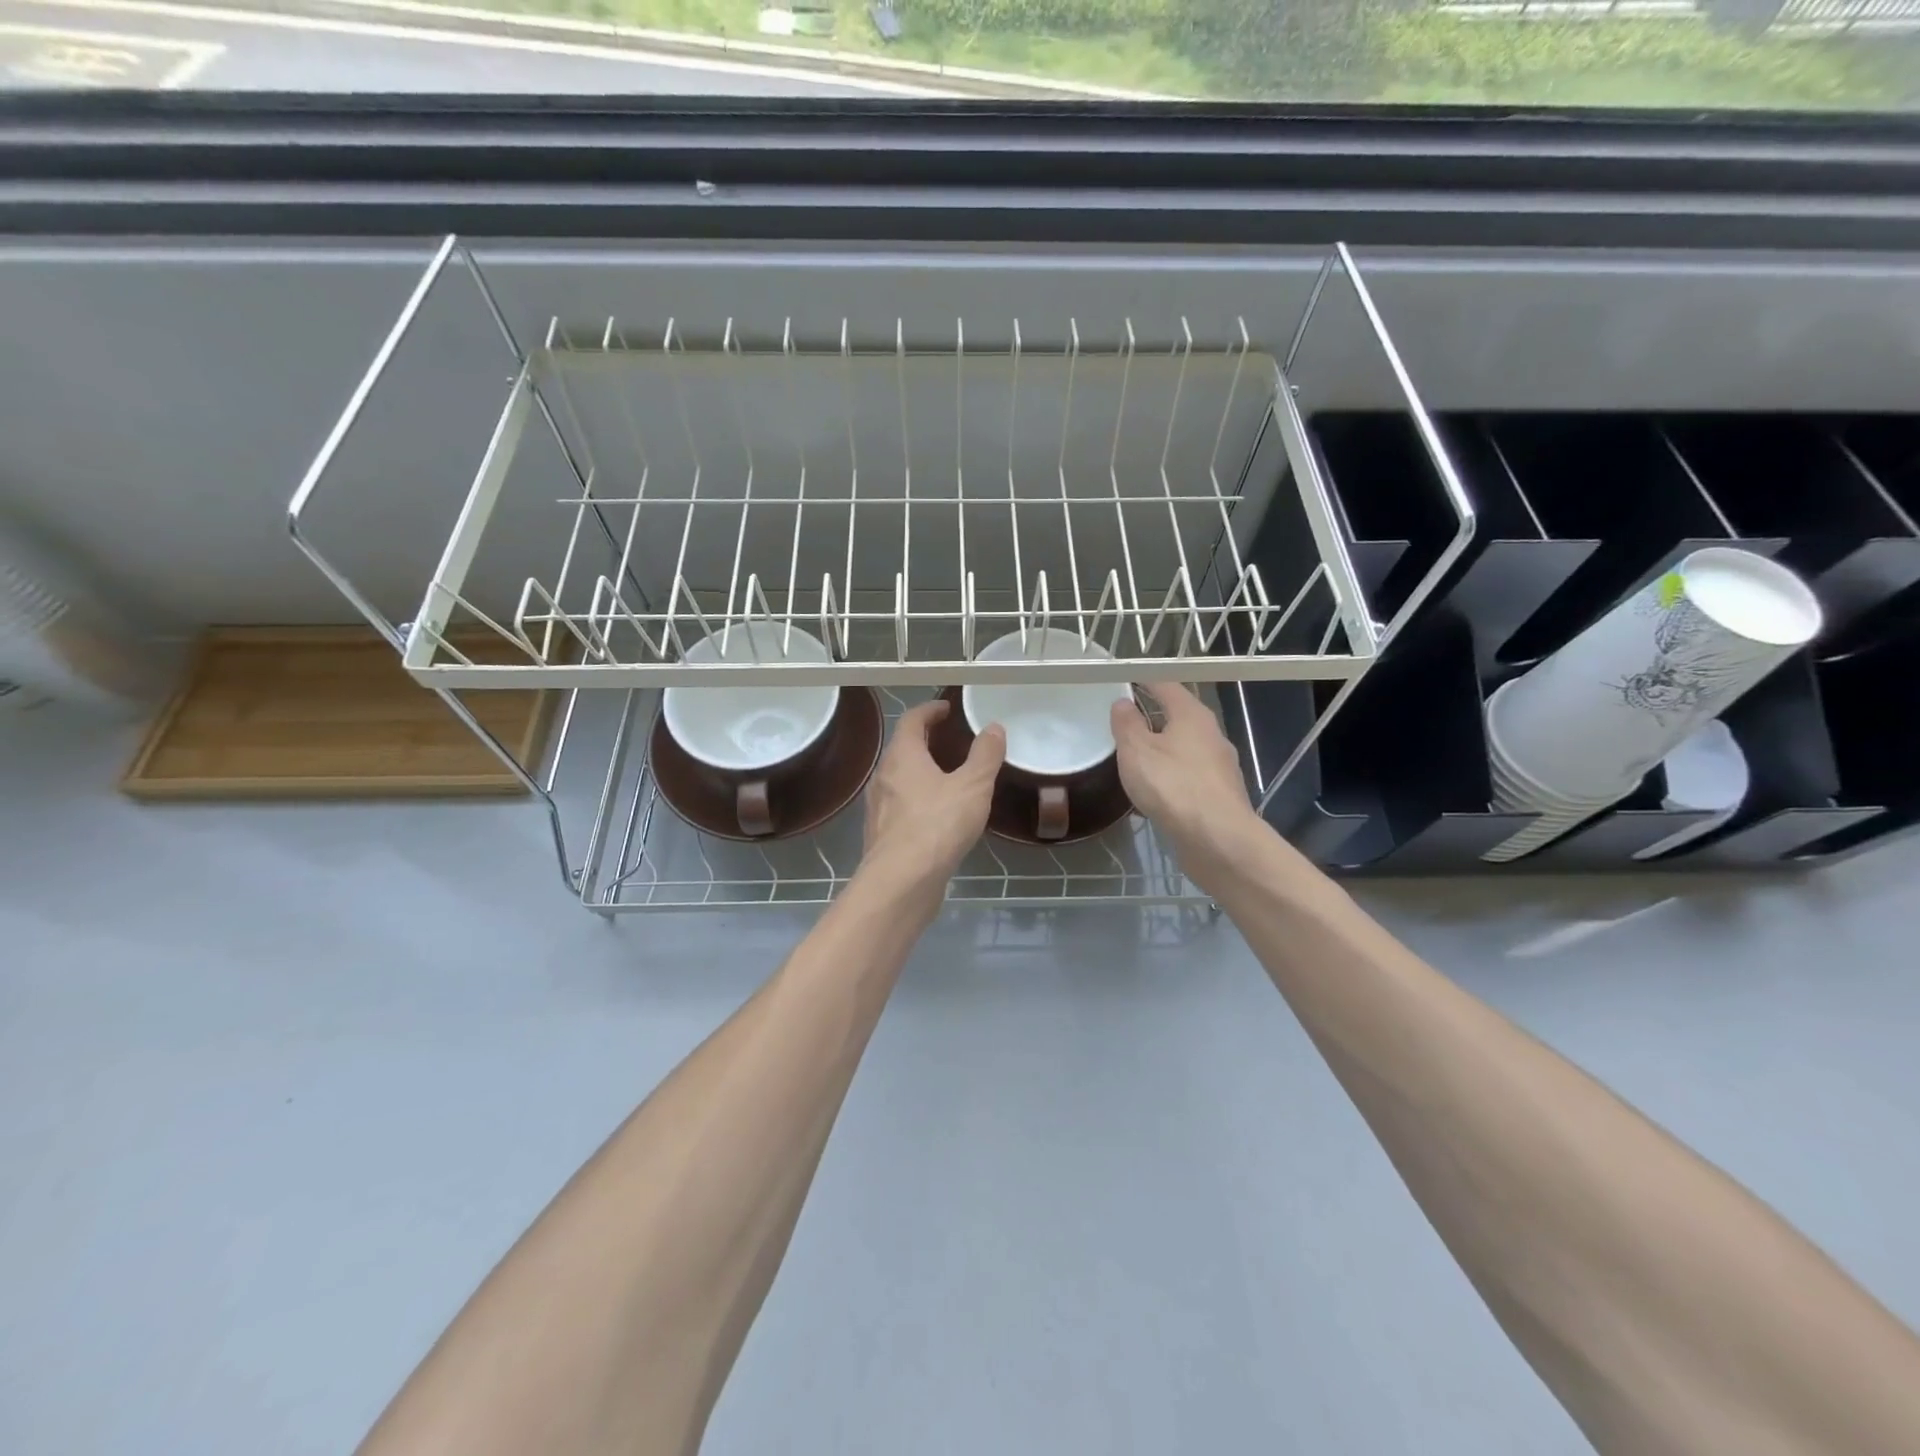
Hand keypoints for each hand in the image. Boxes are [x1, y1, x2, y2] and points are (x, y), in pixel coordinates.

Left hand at [862, 698, 1005, 894]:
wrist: (901, 882)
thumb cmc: (937, 825)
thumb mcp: (972, 786)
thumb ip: (985, 755)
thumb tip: (994, 727)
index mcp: (902, 756)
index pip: (911, 720)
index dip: (929, 711)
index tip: (946, 709)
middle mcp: (884, 776)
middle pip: (902, 748)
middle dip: (925, 740)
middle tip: (949, 739)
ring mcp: (879, 807)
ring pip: (899, 779)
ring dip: (920, 771)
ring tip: (947, 776)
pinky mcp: (882, 835)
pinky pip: (901, 806)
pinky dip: (917, 799)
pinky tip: (937, 815)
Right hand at [1110, 682, 1266, 889]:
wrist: (1217, 839)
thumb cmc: (1173, 786)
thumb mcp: (1136, 751)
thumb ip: (1127, 724)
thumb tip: (1123, 703)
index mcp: (1192, 715)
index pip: (1166, 685)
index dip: (1144, 681)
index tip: (1124, 682)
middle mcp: (1211, 735)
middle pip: (1179, 717)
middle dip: (1153, 718)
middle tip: (1124, 723)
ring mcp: (1219, 767)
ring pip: (1185, 749)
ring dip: (1162, 751)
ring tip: (1135, 760)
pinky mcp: (1219, 795)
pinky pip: (1189, 777)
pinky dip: (1171, 778)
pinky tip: (1154, 793)